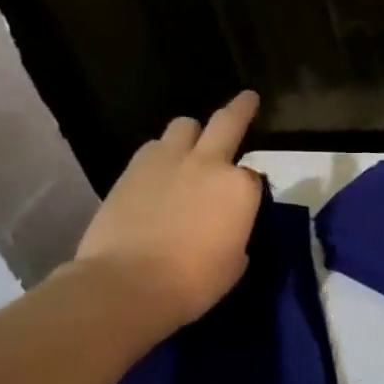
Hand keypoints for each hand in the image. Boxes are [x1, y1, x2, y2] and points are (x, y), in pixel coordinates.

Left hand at [73, 92, 265, 329]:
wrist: (128, 284)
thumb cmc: (196, 280)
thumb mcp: (237, 258)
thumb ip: (237, 228)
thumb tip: (227, 222)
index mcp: (241, 187)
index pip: (255, 176)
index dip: (250, 188)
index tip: (245, 202)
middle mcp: (208, 163)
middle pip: (227, 123)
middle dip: (241, 108)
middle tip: (248, 99)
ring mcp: (167, 162)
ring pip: (184, 125)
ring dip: (192, 133)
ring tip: (190, 148)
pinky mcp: (130, 170)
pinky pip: (152, 148)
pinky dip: (161, 154)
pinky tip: (159, 173)